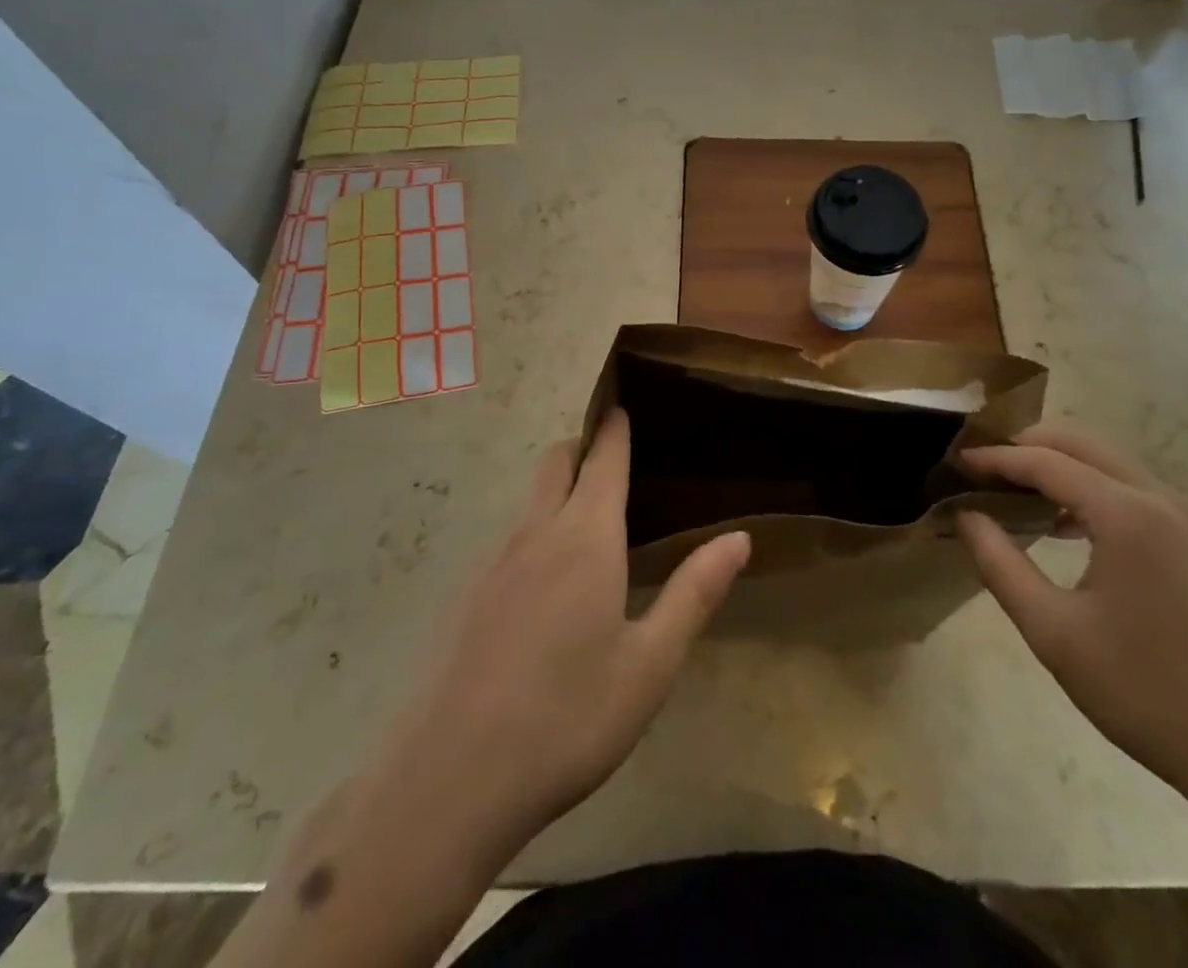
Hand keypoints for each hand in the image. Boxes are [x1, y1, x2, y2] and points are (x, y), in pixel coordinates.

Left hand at [374, 410, 750, 858]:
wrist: (449, 782)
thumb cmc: (568, 718)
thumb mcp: (650, 663)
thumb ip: (694, 592)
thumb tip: (739, 537)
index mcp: (585, 537)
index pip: (603, 458)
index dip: (615, 427)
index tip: (624, 404)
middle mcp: (535, 534)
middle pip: (556, 463)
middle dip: (583, 447)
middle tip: (614, 457)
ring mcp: (492, 564)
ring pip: (530, 503)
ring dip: (559, 491)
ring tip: (590, 522)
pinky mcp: (465, 598)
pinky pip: (508, 542)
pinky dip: (535, 534)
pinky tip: (547, 588)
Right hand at [956, 425, 1187, 814]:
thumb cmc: (1146, 694)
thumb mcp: (1054, 632)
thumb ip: (1000, 564)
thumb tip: (965, 515)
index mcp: (1126, 514)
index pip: (1044, 461)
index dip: (995, 458)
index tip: (955, 464)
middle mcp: (1160, 499)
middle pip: (1081, 443)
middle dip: (1026, 446)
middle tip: (983, 471)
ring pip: (1109, 462)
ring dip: (1060, 465)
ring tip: (1016, 495)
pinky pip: (1133, 489)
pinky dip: (1091, 488)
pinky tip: (1066, 526)